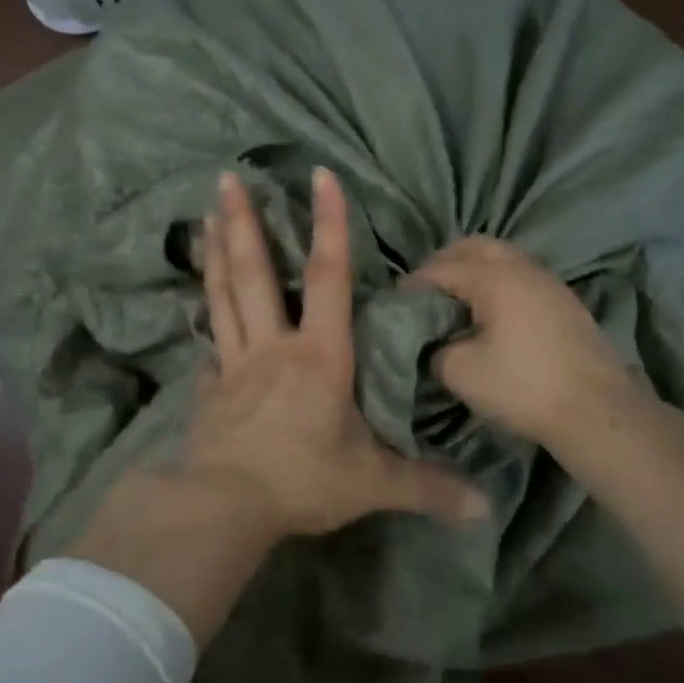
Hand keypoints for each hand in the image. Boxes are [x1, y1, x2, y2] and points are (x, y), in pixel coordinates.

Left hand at [187, 168, 487, 536]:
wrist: (226, 507)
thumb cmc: (303, 482)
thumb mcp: (373, 484)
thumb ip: (427, 486)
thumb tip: (485, 507)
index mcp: (319, 355)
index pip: (329, 275)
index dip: (329, 223)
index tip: (321, 174)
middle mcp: (273, 347)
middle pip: (256, 273)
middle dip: (243, 222)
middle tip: (227, 177)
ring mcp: (234, 365)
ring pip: (223, 297)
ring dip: (215, 254)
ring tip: (205, 216)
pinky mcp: (209, 390)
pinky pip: (209, 348)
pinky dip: (206, 324)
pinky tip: (197, 310)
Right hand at [410, 237, 646, 453]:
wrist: (597, 410)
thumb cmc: (524, 387)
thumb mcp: (462, 373)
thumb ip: (436, 350)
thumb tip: (435, 343)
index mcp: (492, 278)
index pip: (441, 269)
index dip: (413, 283)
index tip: (395, 301)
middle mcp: (521, 268)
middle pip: (474, 246)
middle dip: (445, 260)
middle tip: (427, 288)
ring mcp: (548, 281)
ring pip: (503, 256)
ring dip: (475, 267)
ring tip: (458, 298)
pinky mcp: (565, 300)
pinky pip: (521, 274)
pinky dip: (499, 280)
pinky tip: (492, 311)